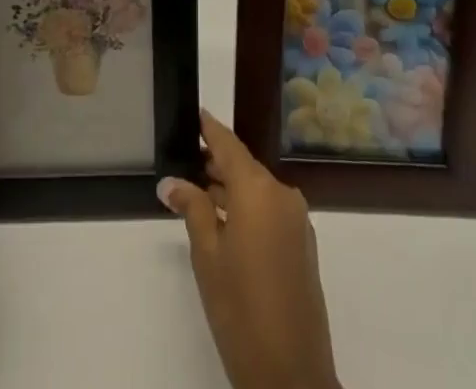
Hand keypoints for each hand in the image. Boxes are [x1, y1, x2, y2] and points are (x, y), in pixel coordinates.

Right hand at [159, 110, 339, 388]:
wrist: (291, 374)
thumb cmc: (240, 307)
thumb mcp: (207, 256)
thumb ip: (192, 209)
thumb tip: (172, 182)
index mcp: (259, 190)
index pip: (230, 146)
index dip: (211, 129)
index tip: (196, 113)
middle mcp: (283, 194)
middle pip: (246, 168)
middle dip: (218, 164)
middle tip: (189, 160)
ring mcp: (297, 220)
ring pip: (259, 191)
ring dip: (233, 190)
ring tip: (202, 194)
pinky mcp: (303, 245)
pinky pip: (272, 211)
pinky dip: (250, 210)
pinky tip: (228, 225)